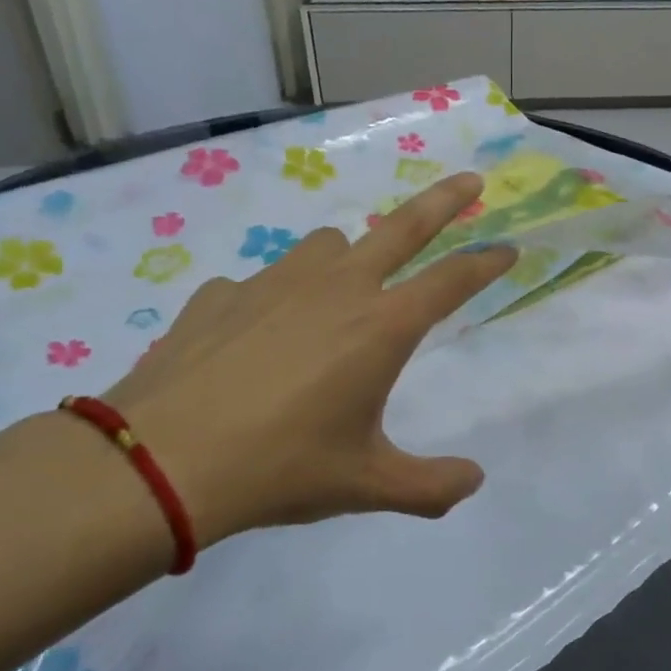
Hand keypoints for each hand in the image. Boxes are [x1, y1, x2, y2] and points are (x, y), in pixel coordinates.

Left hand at [103, 173, 517, 542]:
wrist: (161, 461)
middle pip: (402, 227)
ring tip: (339, 294)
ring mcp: (273, 282)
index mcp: (381, 328)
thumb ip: (431, 487)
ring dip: (348, 257)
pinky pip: (263, 284)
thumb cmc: (281, 468)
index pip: (451, 282)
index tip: (509, 250)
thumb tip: (474, 480)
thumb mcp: (366, 484)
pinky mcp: (222, 293)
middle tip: (470, 183)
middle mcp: (335, 288)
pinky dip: (275, 300)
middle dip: (444, 201)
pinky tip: (256, 341)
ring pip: (327, 246)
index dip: (486, 265)